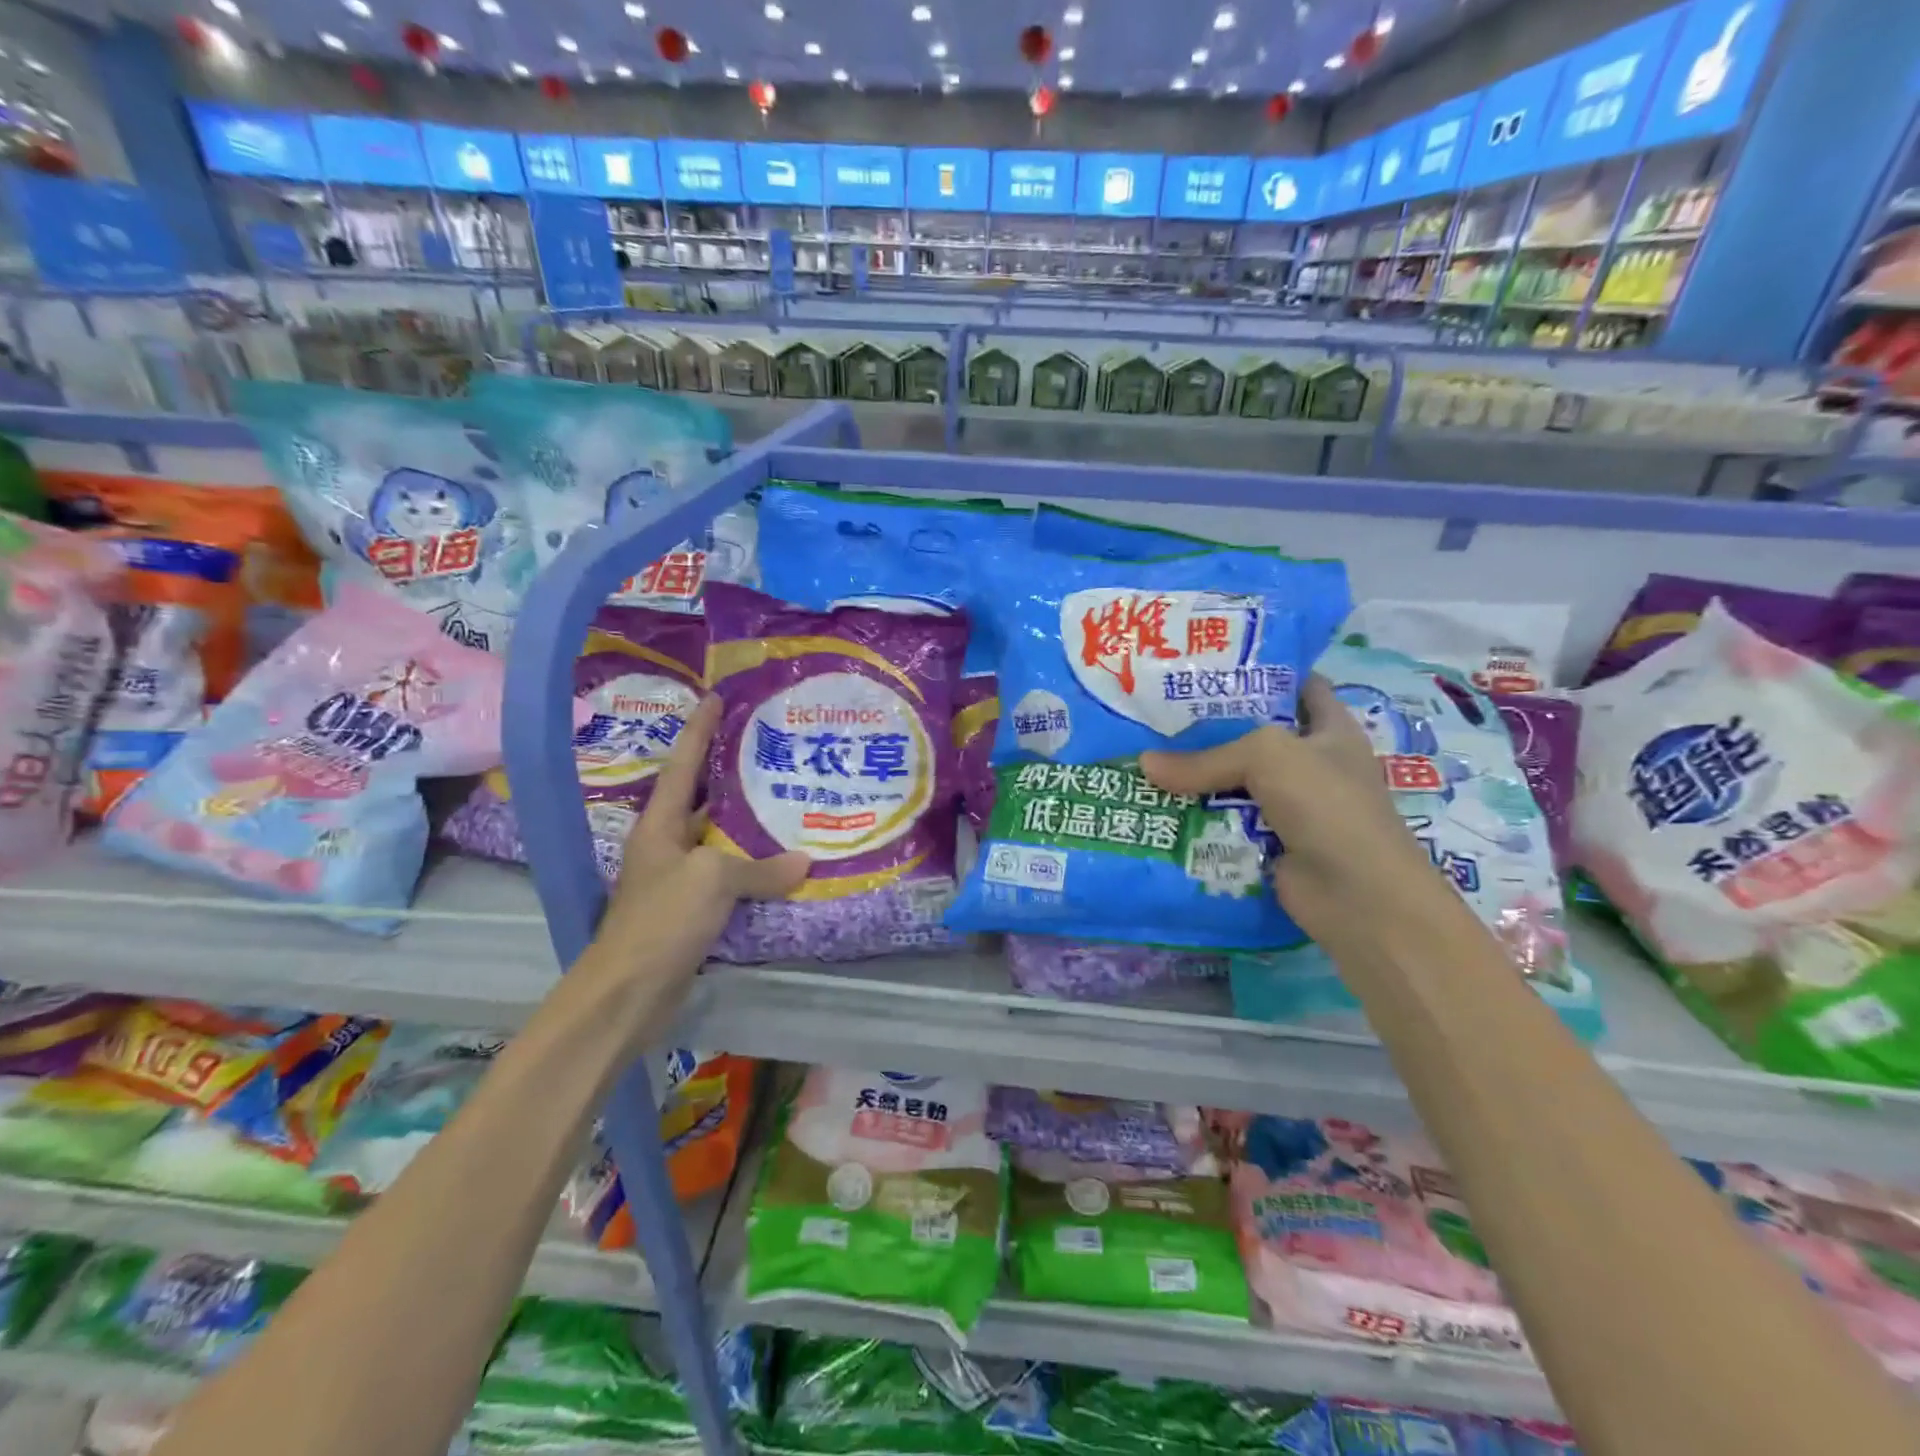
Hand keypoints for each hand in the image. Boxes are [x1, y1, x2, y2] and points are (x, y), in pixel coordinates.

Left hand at [594, 695, 810, 980]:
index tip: (716, 697)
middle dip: (729, 773)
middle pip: (700, 799)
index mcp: (659, 825)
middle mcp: (666, 845)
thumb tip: (804, 863)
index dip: (699, 731)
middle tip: (768, 748)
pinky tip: (784, 864)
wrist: (629, 992)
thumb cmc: (663, 920)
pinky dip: (754, 869)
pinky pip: (729, 878)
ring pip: (718, 840)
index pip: (682, 766)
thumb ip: (760, 868)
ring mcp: (678, 880)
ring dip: (748, 824)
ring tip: (786, 800)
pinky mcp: (691, 912)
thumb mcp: (713, 880)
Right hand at [1138, 676, 1458, 954]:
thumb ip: (1206, 757)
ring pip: (1233, 781)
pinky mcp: (1268, 842)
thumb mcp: (1268, 757)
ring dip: (1195, 776)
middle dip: (1210, 726)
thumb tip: (1143, 764)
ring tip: (1143, 756)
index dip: (1262, 670)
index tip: (1210, 663)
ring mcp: (1290, 806)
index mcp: (1330, 729)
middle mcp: (1311, 763)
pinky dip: (1196, 817)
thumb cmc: (1326, 805)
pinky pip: (1225, 821)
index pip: (1299, 685)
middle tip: (1157, 712)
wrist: (1357, 896)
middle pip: (1253, 735)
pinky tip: (1157, 805)